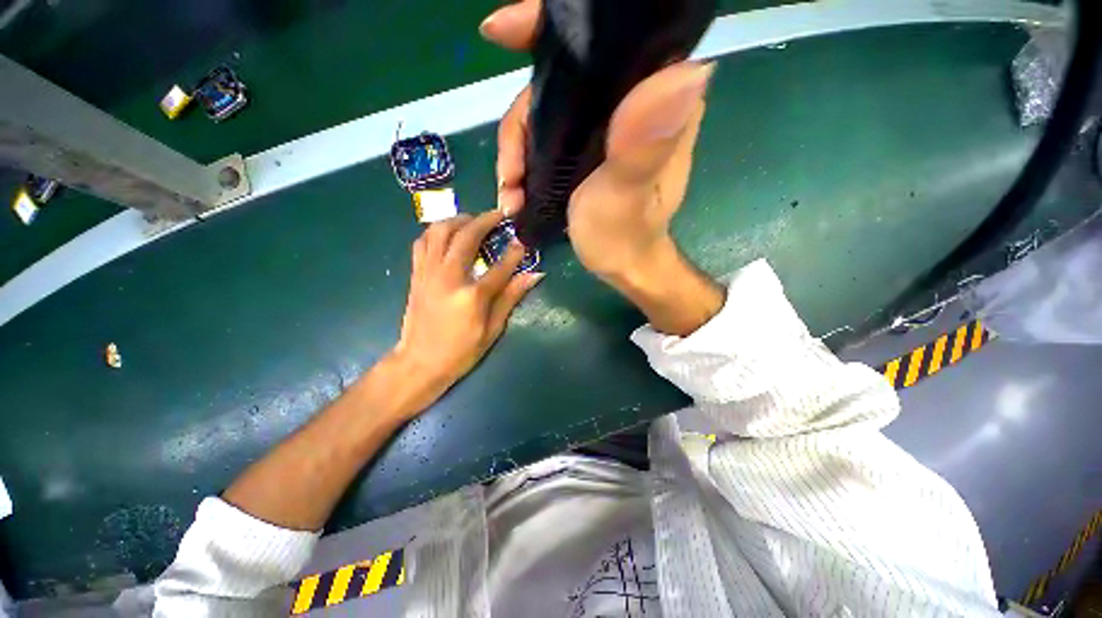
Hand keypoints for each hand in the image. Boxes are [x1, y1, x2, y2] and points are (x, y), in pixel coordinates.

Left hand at [386, 211, 542, 417]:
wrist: (419, 362)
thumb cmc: (461, 351)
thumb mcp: (492, 329)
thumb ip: (511, 297)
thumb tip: (533, 275)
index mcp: (471, 295)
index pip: (500, 266)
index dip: (515, 252)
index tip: (524, 240)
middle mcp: (448, 277)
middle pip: (466, 236)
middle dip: (485, 220)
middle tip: (499, 216)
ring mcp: (428, 273)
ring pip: (439, 231)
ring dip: (458, 220)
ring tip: (473, 221)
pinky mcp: (416, 274)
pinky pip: (423, 242)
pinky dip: (436, 231)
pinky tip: (448, 235)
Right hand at [482, 0, 713, 282]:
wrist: (620, 265)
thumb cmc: (625, 235)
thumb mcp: (628, 195)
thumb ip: (643, 144)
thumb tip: (686, 69)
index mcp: (654, 101)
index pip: (609, 40)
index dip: (552, 27)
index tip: (503, 31)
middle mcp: (631, 101)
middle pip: (559, 78)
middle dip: (521, 121)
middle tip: (510, 172)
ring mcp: (604, 124)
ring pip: (544, 109)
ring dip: (517, 151)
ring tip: (511, 193)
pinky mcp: (586, 146)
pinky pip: (543, 135)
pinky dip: (523, 161)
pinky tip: (516, 191)